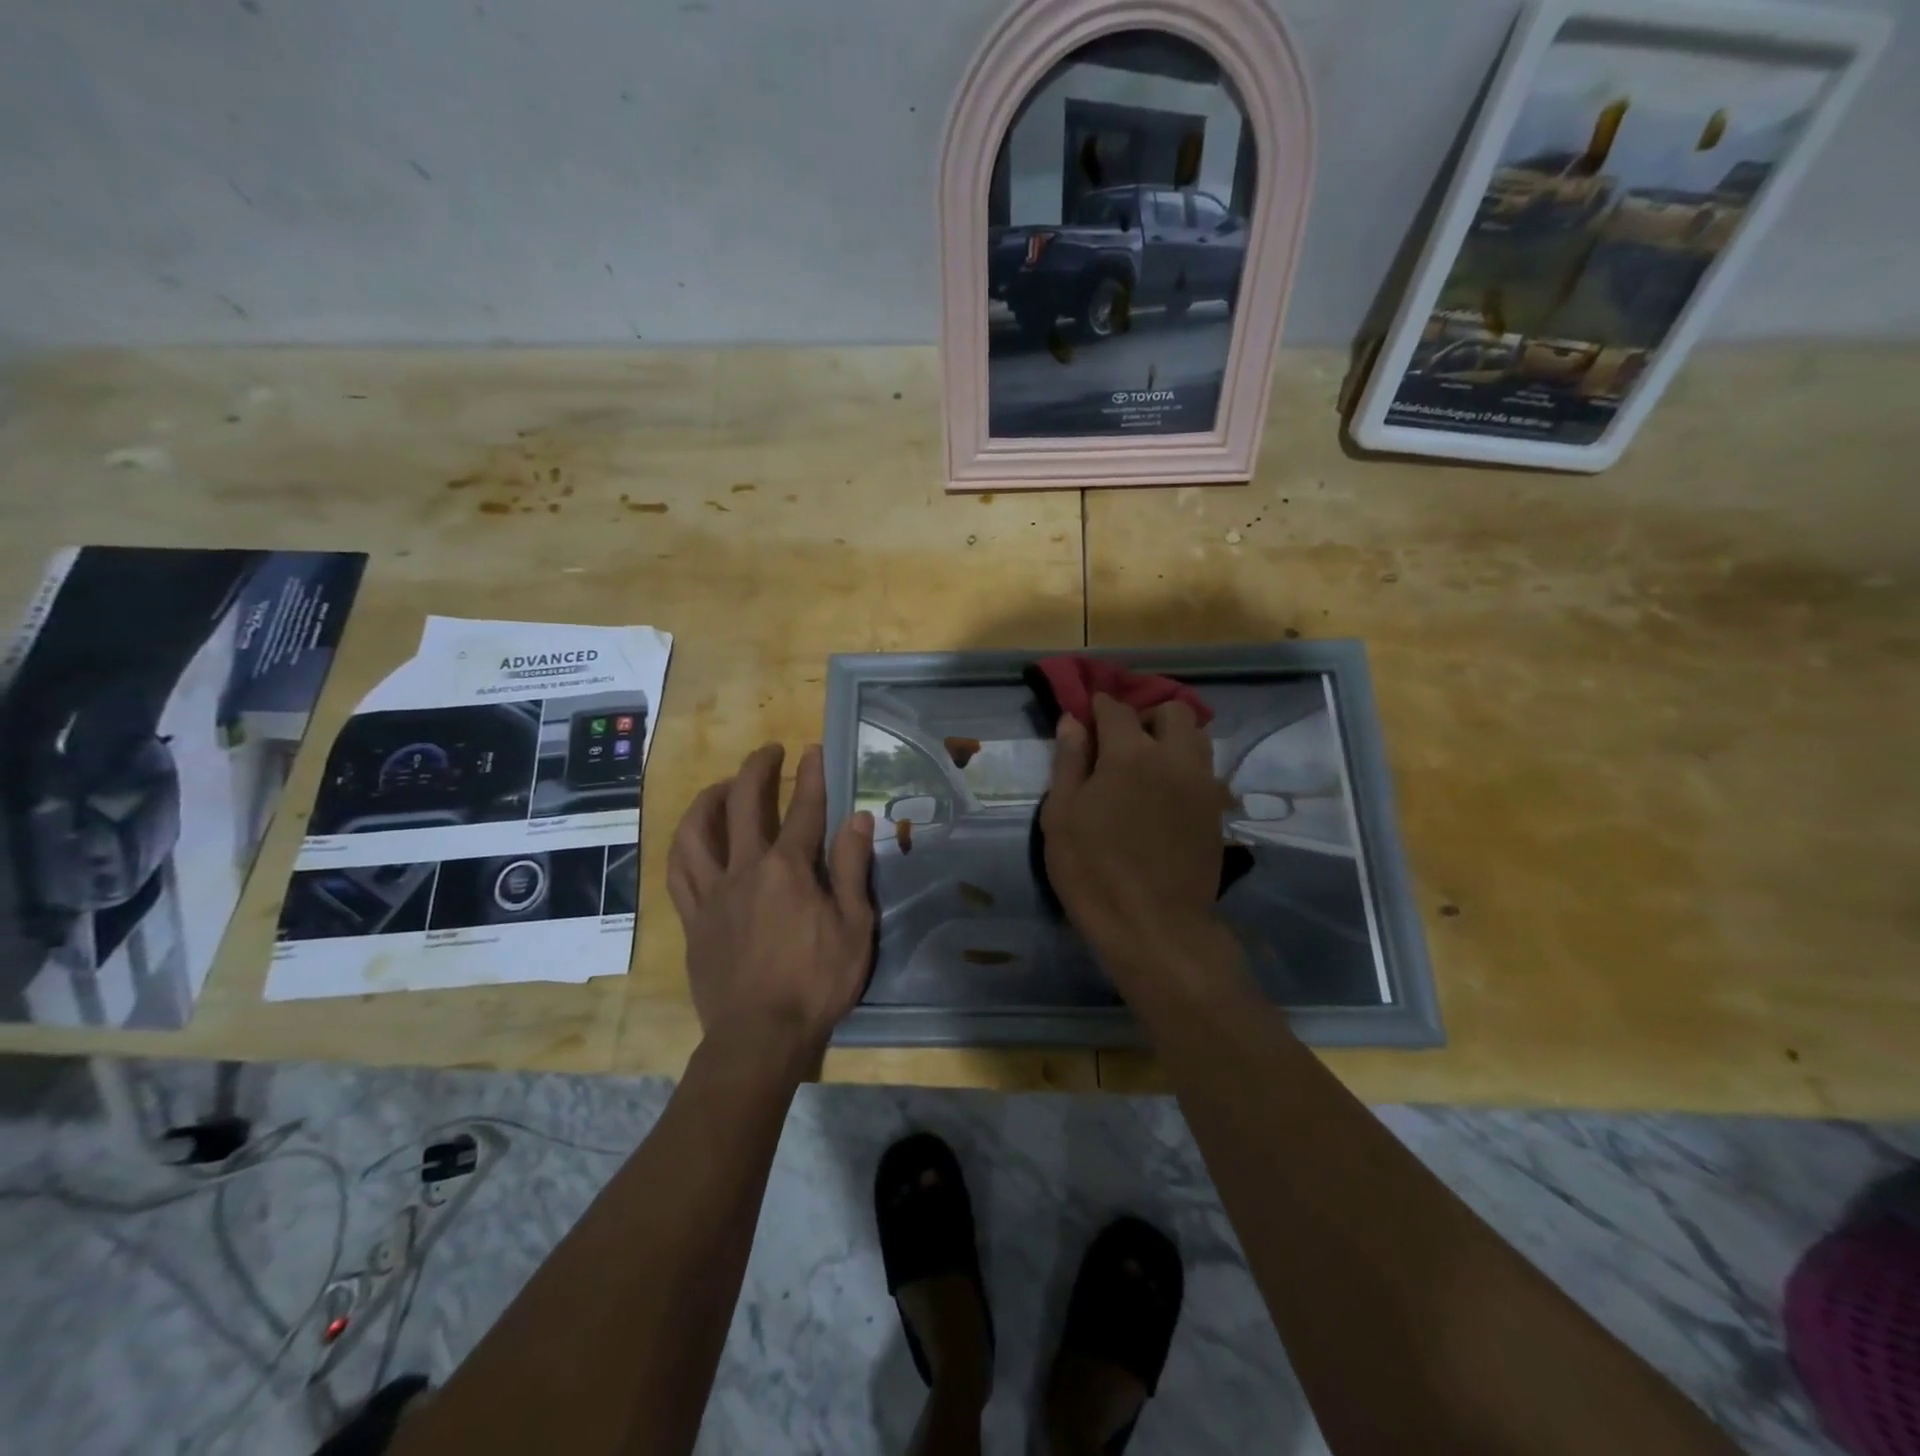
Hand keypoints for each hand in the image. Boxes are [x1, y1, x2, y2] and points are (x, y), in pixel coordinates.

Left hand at [666, 743, 875, 1053]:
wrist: (761, 1036)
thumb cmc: (817, 982)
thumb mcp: (854, 926)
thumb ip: (851, 868)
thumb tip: (858, 817)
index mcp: (789, 869)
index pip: (804, 809)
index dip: (812, 775)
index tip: (813, 749)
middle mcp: (745, 868)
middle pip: (743, 804)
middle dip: (757, 769)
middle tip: (769, 752)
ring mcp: (713, 892)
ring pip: (698, 832)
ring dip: (709, 799)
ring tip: (722, 786)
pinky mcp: (693, 918)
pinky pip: (679, 872)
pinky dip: (684, 846)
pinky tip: (692, 837)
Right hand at [1041, 695, 1226, 968]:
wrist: (1154, 926)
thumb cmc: (1094, 872)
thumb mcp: (1061, 816)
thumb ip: (1069, 762)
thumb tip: (1072, 721)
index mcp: (1130, 754)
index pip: (1116, 708)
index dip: (1098, 707)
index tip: (1087, 716)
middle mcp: (1174, 758)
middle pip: (1172, 711)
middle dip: (1146, 716)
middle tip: (1122, 744)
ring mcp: (1202, 785)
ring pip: (1197, 737)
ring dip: (1173, 738)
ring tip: (1148, 766)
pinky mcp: (1217, 811)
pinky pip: (1207, 771)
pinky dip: (1187, 769)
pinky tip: (1167, 796)